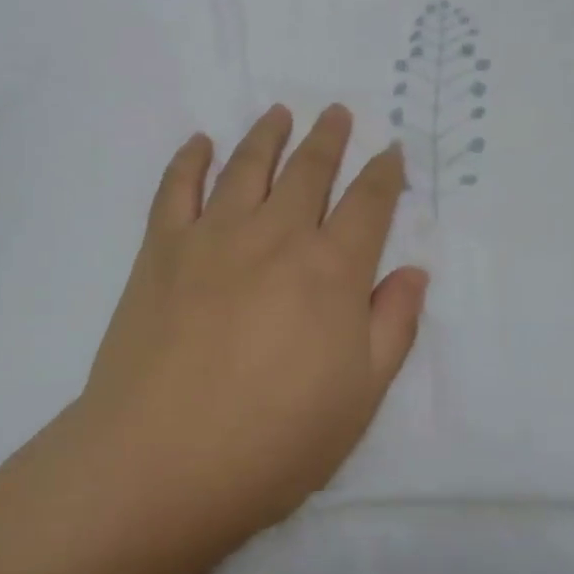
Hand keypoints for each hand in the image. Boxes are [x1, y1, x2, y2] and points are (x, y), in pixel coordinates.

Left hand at [71, 105, 427, 573]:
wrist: (161, 462)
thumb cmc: (273, 441)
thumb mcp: (360, 397)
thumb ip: (392, 326)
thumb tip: (412, 272)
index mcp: (331, 270)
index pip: (368, 204)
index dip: (384, 174)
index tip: (390, 152)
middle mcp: (276, 235)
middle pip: (309, 170)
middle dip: (328, 138)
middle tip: (337, 113)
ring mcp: (213, 235)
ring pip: (248, 166)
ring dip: (268, 134)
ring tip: (280, 112)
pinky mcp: (161, 248)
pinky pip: (177, 186)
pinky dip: (190, 158)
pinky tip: (200, 141)